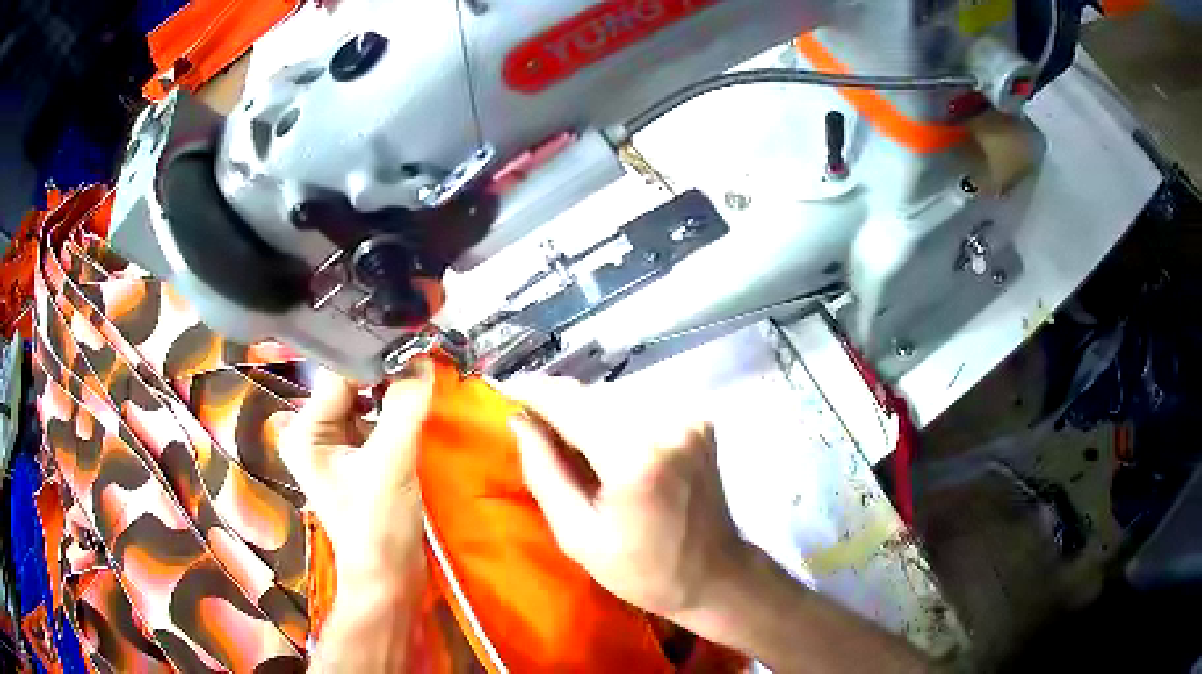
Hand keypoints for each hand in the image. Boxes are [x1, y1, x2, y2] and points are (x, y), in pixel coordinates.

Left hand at [281, 360, 434, 581]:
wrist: (390, 577)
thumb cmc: (379, 525)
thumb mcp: (391, 463)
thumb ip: (404, 407)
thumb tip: (423, 360)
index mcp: (305, 431)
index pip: (338, 376)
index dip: (374, 359)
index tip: (412, 343)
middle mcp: (312, 432)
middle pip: (350, 386)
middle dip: (384, 373)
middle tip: (422, 354)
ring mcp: (334, 445)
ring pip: (364, 401)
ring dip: (391, 390)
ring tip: (423, 372)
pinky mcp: (356, 457)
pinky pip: (374, 420)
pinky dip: (394, 410)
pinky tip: (415, 401)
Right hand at [503, 376, 749, 621]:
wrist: (714, 574)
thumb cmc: (641, 569)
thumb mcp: (577, 535)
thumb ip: (543, 473)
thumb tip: (519, 422)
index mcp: (635, 458)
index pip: (572, 404)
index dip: (535, 392)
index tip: (506, 389)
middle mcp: (667, 425)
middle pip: (594, 395)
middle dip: (560, 405)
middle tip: (535, 427)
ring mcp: (689, 419)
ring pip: (617, 396)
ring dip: (587, 410)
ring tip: (571, 441)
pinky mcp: (699, 421)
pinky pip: (642, 404)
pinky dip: (617, 417)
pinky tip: (609, 445)